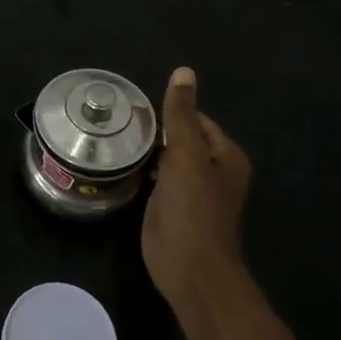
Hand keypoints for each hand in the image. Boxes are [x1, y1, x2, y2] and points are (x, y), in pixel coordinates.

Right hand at [142, 68, 252, 311]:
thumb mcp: (186, 154)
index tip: (135, 108)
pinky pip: (158, 180)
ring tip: (114, 139)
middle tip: (118, 122)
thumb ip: (181, 114)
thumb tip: (184, 71)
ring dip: (148, 151)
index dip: (170, 112)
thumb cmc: (192, 208)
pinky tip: (121, 166)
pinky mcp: (174, 209)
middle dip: (156, 131)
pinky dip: (144, 172)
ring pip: (168, 160)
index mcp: (226, 156)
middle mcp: (214, 171)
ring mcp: (193, 192)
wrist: (190, 268)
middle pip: (182, 138)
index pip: (197, 119)